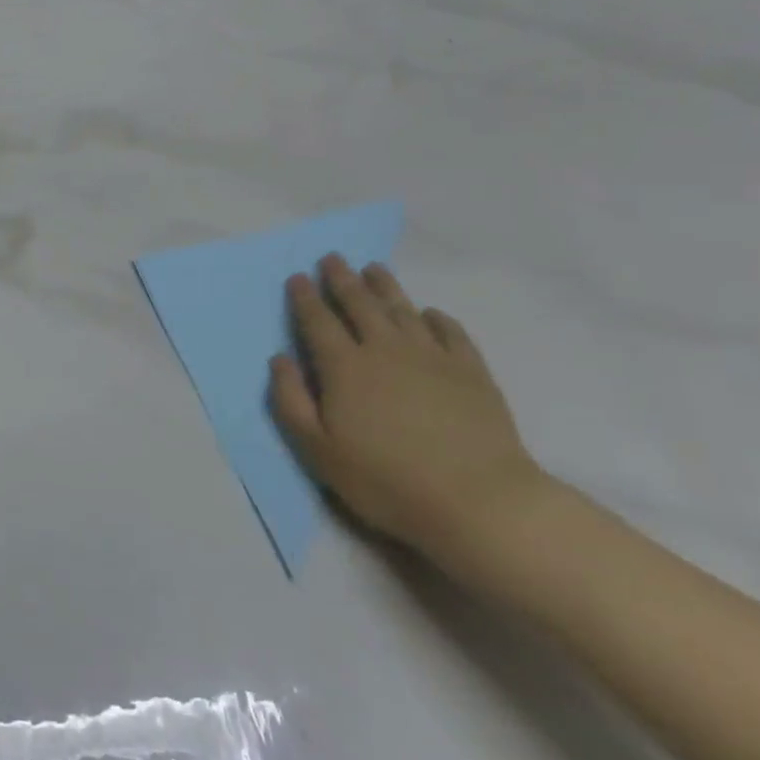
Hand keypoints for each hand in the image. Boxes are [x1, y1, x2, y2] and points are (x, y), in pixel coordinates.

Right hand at [269, 257, 551, 571]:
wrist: (478, 501)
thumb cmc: (385, 479)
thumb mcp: (318, 449)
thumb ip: (291, 400)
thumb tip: (281, 359)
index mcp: (344, 366)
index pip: (318, 320)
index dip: (304, 297)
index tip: (297, 277)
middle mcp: (385, 349)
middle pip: (359, 304)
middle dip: (342, 279)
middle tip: (332, 258)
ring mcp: (432, 357)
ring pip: (402, 309)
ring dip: (385, 286)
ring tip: (373, 268)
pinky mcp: (471, 372)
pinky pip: (450, 332)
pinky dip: (436, 318)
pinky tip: (430, 313)